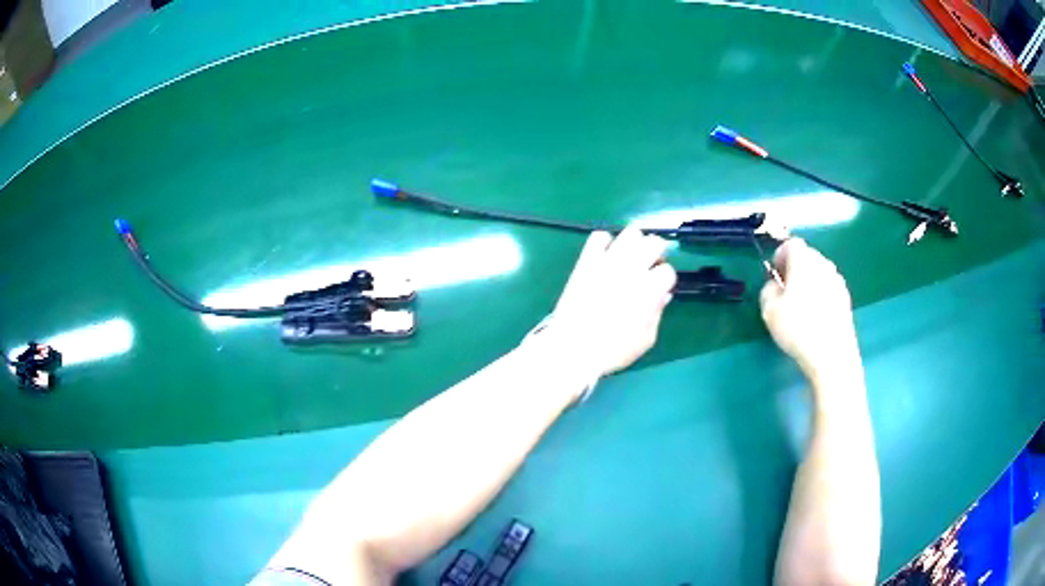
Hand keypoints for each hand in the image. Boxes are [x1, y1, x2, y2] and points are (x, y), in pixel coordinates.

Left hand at [537, 226, 676, 378]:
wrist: (572, 347)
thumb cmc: (612, 350)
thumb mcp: (645, 339)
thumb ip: (657, 313)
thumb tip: (662, 295)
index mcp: (649, 290)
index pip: (668, 271)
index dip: (664, 280)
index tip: (658, 289)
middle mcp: (632, 269)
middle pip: (654, 242)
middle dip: (656, 253)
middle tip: (648, 267)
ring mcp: (608, 261)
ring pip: (631, 232)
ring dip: (635, 243)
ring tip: (629, 258)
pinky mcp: (587, 260)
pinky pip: (599, 236)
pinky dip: (606, 242)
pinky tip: (606, 256)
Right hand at [759, 239, 858, 377]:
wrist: (832, 354)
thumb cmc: (797, 328)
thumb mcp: (769, 310)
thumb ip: (767, 290)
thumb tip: (775, 286)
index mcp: (803, 260)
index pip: (790, 244)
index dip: (779, 257)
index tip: (774, 276)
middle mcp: (823, 264)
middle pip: (807, 257)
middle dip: (794, 269)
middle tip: (785, 292)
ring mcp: (837, 281)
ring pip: (818, 273)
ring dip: (808, 283)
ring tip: (800, 307)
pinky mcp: (845, 299)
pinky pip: (828, 289)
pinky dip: (820, 296)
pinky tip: (814, 318)